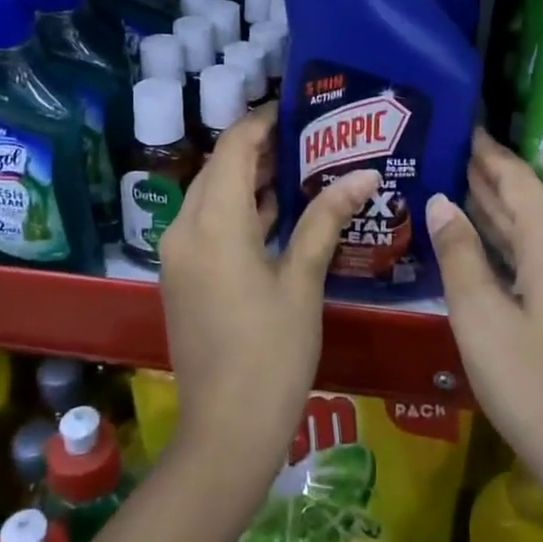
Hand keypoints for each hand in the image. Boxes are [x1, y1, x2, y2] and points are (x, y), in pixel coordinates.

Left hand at [158, 103, 379, 474]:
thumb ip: (326, 219)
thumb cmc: (271, 353)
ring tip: (302, 166)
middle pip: (218, 167)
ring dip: (249, 179)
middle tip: (311, 137)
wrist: (226, 432)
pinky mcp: (184, 278)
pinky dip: (239, 210)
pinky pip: (209, 224)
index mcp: (212, 223)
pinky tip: (278, 212)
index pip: (233, 147)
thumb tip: (363, 175)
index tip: (300, 109)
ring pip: (211, 196)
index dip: (263, 121)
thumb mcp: (303, 281)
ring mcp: (179, 256)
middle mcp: (184, 229)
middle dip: (260, 148)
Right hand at [427, 130, 542, 504]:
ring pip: (531, 231)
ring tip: (454, 184)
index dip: (488, 154)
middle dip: (488, 177)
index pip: (518, 181)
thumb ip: (459, 253)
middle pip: (526, 202)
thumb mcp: (480, 315)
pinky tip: (478, 240)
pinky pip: (535, 257)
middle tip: (448, 151)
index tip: (463, 127)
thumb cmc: (529, 381)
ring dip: (495, 210)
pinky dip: (505, 243)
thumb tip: (441, 201)